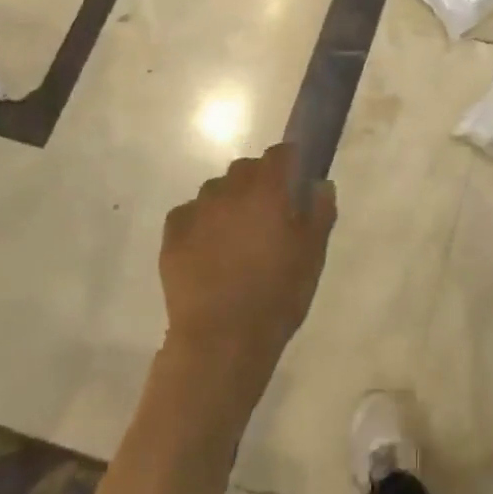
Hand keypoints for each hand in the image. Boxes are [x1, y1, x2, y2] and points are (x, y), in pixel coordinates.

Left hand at [160, 142, 336, 402]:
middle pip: (246, 169)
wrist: (222, 340)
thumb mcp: (313, 254)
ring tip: (235, 239)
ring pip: (216, 191)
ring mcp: (197, 210)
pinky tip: (208, 253)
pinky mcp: (172, 234)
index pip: (280, 154)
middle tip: (268, 218)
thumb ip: (320, 212)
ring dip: (228, 203)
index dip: (290, 163)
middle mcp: (230, 189)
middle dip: (258, 184)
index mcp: (268, 189)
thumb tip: (319, 184)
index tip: (296, 183)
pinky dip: (200, 224)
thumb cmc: (277, 294)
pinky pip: (189, 215)